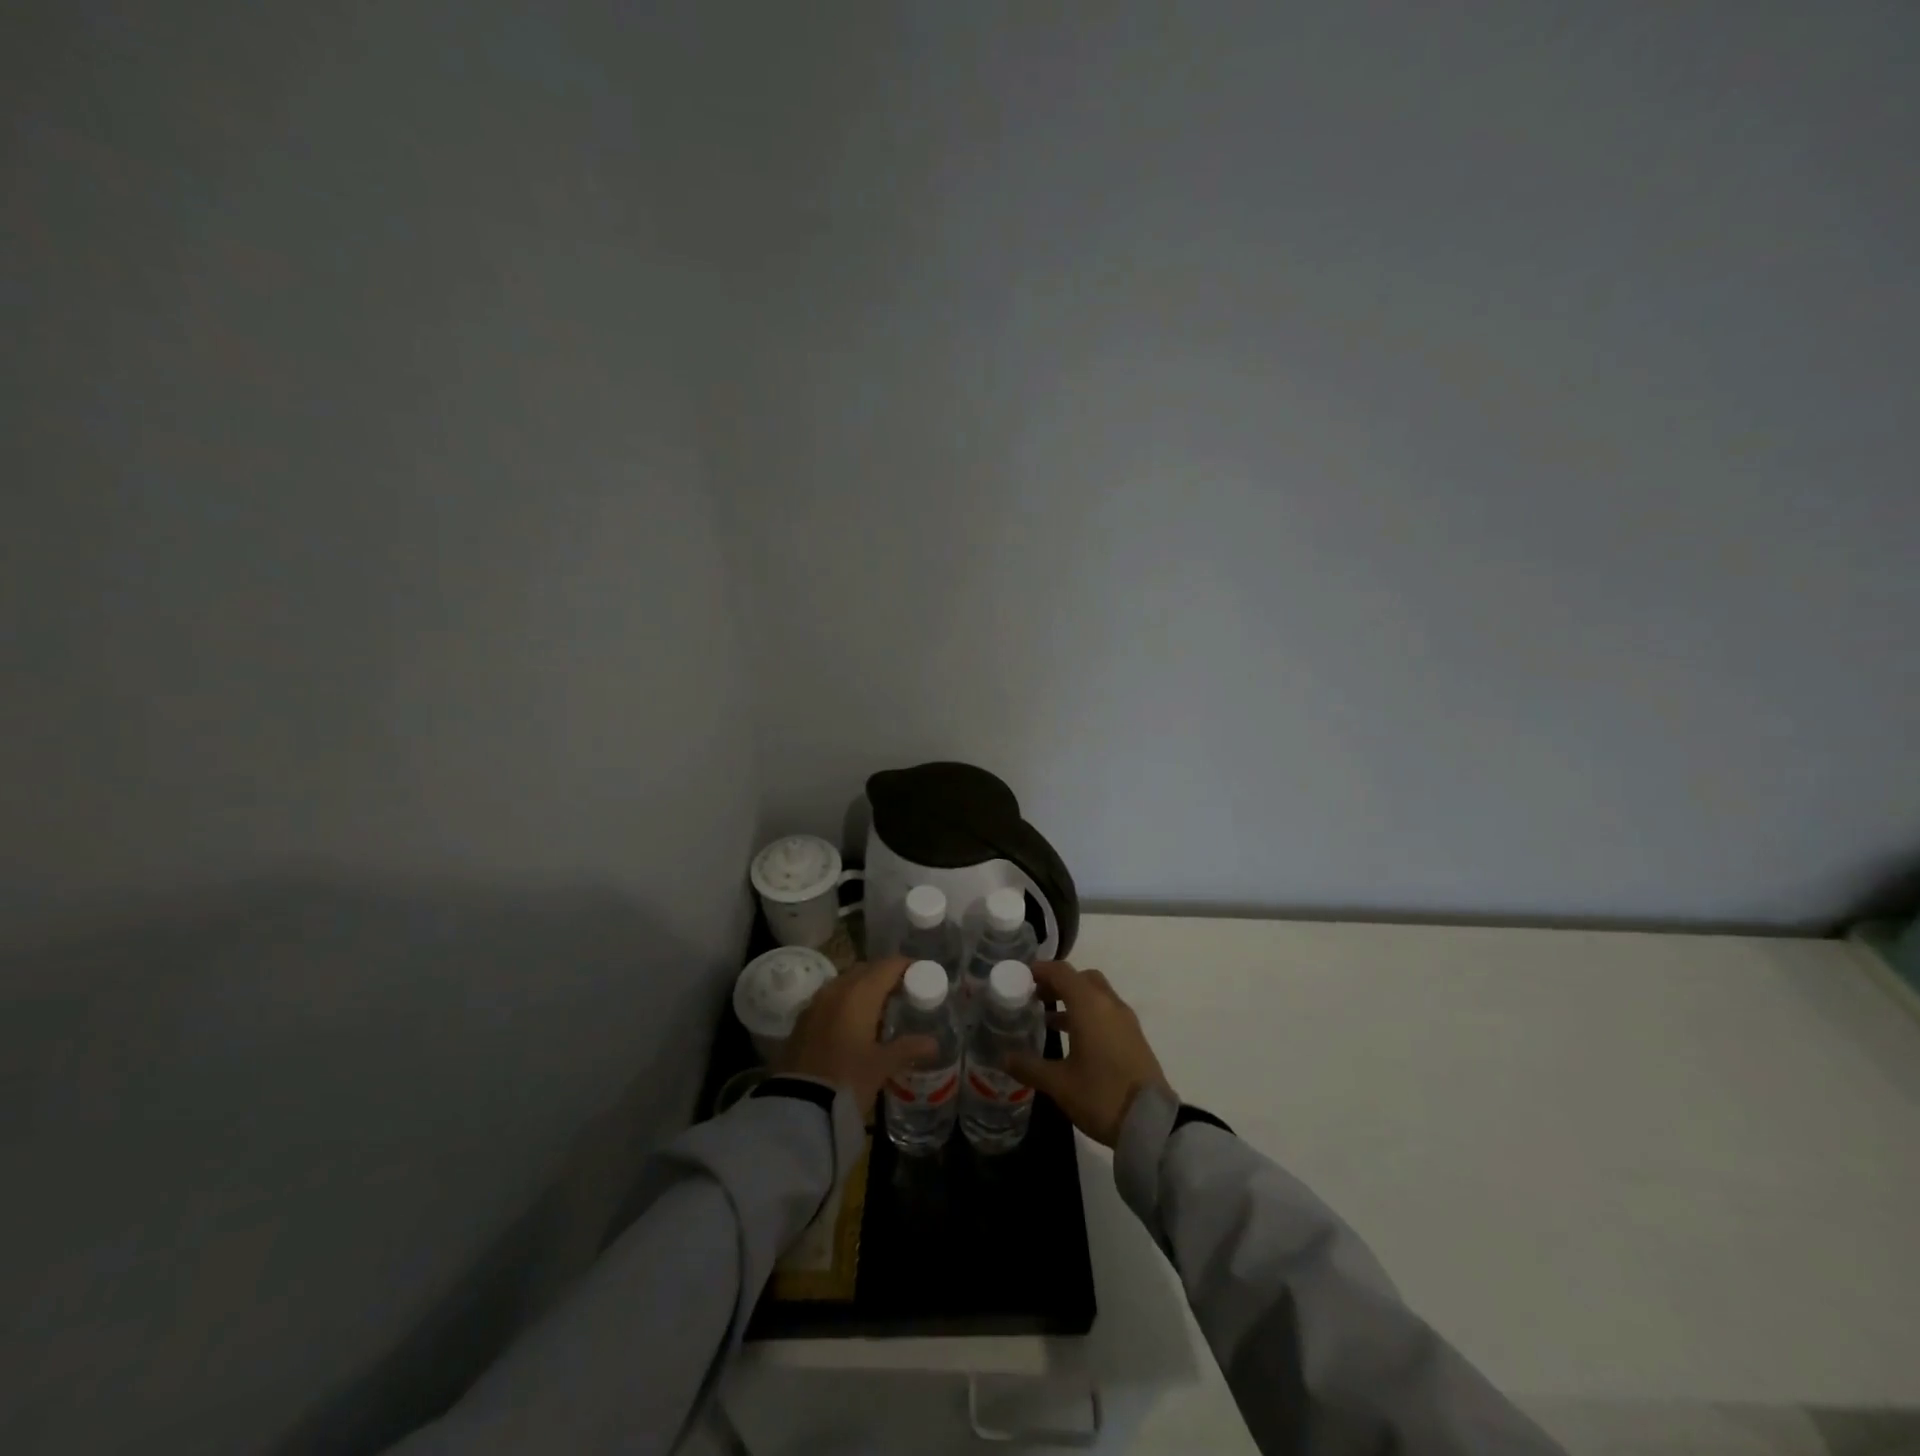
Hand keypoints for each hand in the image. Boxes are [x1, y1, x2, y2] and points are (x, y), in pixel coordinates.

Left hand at [773, 956, 937, 1118]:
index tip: (922, 975)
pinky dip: (845, 1002)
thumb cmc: (847, 1078)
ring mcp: (816, 1002)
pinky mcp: (803, 1019)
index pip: (889, 965)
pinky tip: (854, 1024)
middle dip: (885, 976)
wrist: (799, 1104)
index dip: (907, 966)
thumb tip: (933, 1043)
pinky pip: (830, 998)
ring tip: (880, 1009)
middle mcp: (837, 988)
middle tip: (903, 993)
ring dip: (863, 988)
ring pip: (846, 982)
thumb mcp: (882, 1065)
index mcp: (860, 992)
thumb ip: (908, 1048)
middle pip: (866, 969)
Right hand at [1006, 961, 1171, 1147]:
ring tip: (1048, 1019)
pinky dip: (1088, 1014)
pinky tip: (1073, 1040)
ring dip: (1073, 999)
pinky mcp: (1134, 1038)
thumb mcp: (1059, 1083)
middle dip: (1058, 983)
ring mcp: (1125, 1020)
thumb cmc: (1100, 1095)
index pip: (1062, 972)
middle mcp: (1109, 1004)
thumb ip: (1029, 1066)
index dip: (1040, 970)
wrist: (1151, 1123)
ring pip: (1096, 995)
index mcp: (1089, 1005)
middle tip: (1036, 996)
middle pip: (1082, 978)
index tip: (1021, 976)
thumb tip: (1003, 1057)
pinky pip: (1106, 1012)